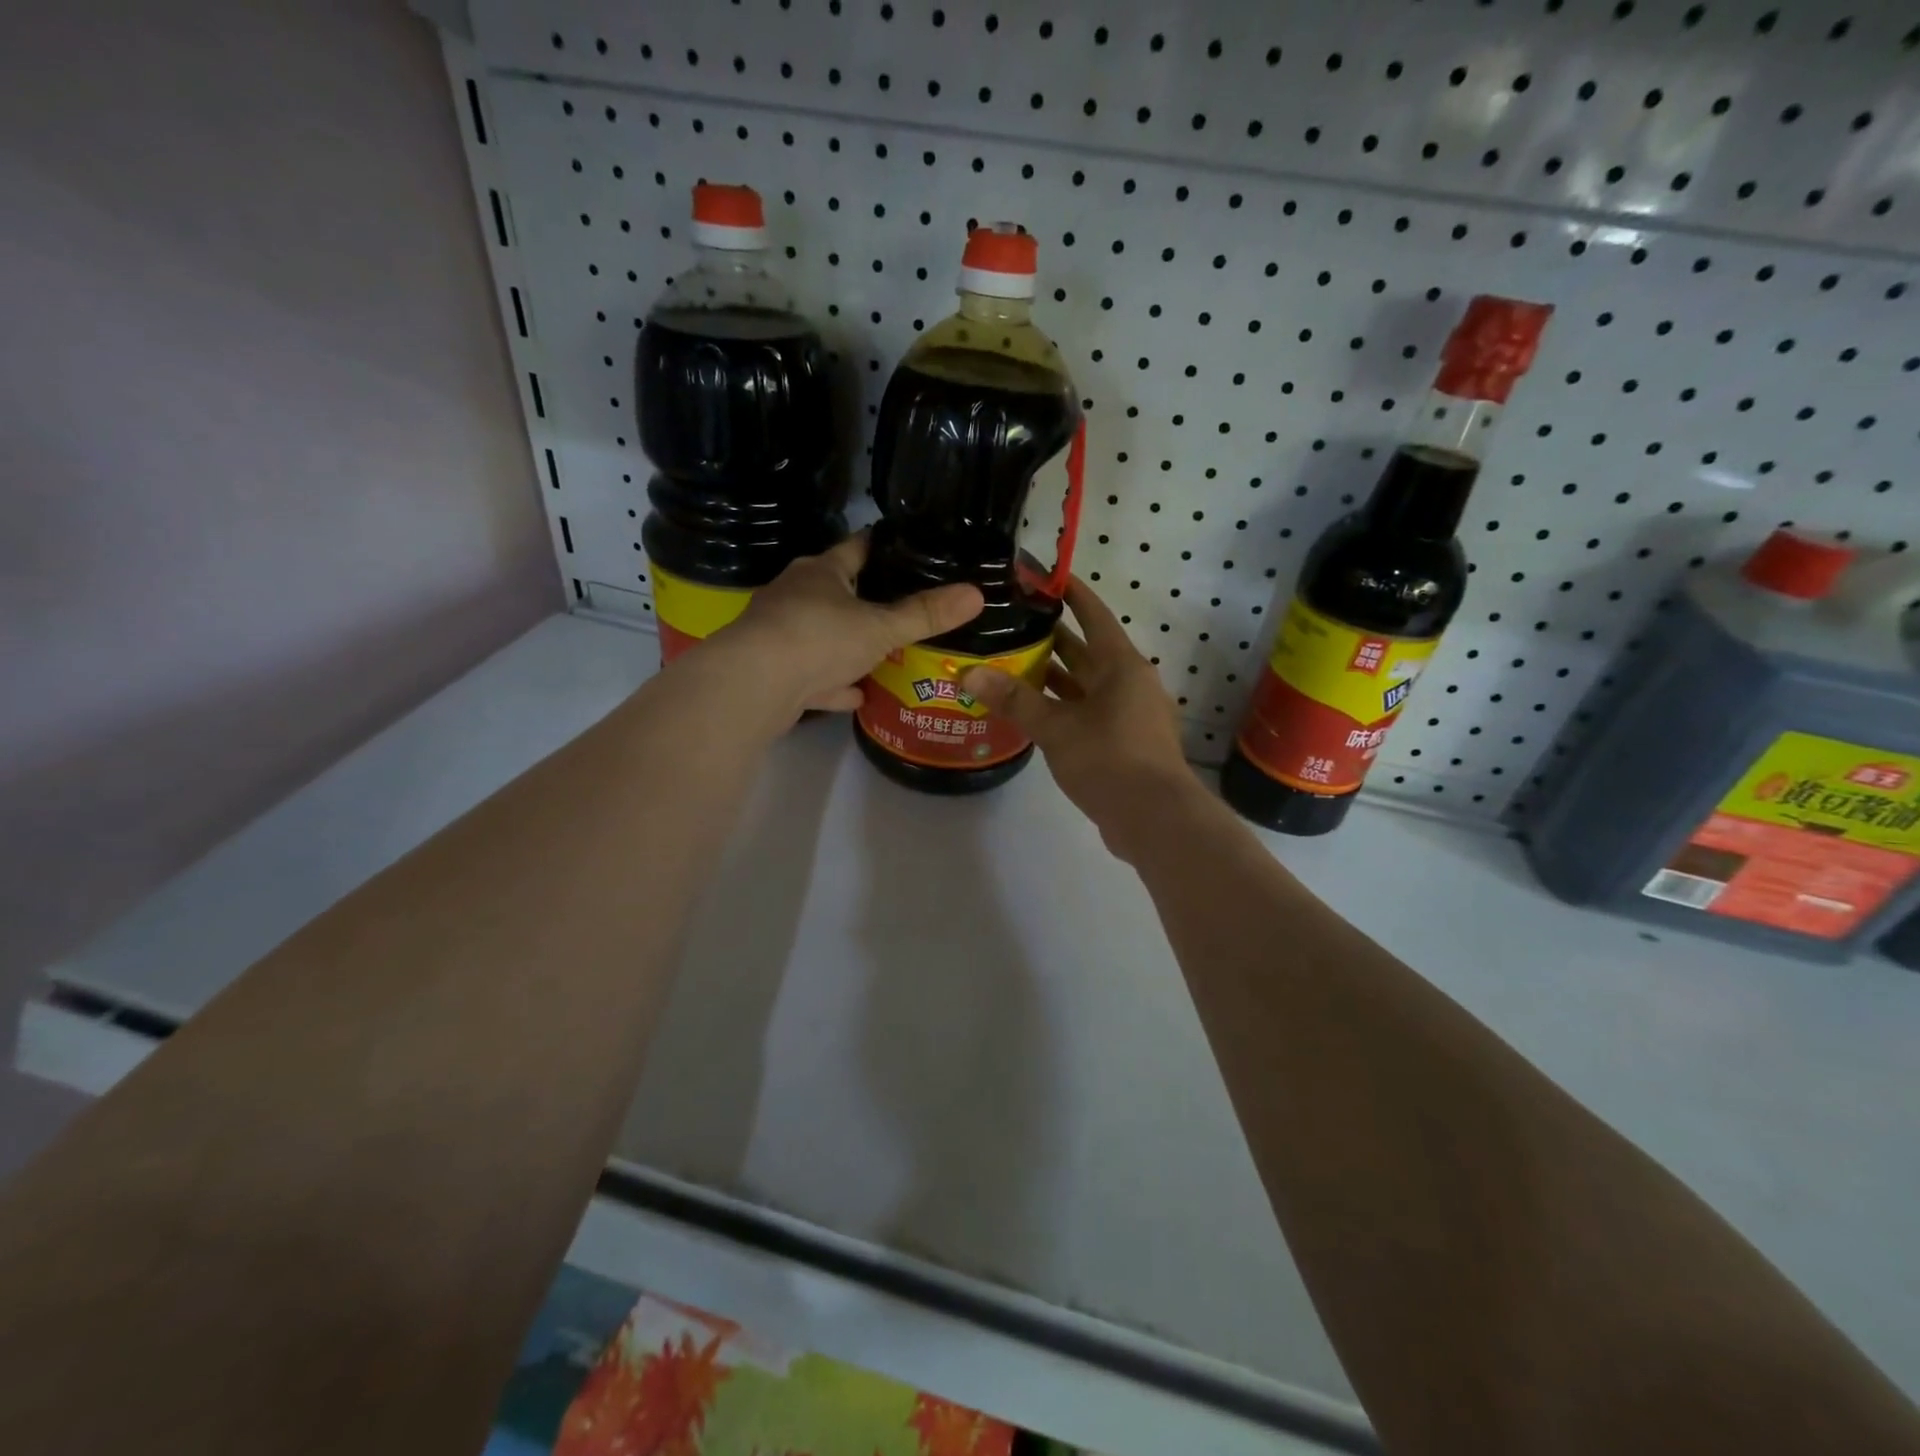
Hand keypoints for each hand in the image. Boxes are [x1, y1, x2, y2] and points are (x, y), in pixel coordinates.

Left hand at [715, 533, 983, 716]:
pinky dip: (834, 683)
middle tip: (906, 609)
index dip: (884, 547)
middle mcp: (796, 595)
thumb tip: (977, 593)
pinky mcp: (775, 671)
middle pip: (838, 591)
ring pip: (823, 635)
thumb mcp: (881, 627)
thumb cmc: (819, 638)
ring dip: (849, 645)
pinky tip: (857, 695)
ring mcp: (781, 633)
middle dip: (868, 600)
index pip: (858, 548)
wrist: (754, 686)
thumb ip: (926, 614)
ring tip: (885, 653)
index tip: (910, 549)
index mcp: (821, 572)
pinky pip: (813, 674)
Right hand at [960, 577, 1202, 855]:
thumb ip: (1014, 700)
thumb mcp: (1056, 727)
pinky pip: (1087, 713)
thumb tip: (970, 674)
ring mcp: (1128, 715)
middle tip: (1010, 622)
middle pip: (1086, 651)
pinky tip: (1031, 713)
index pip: (1094, 615)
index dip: (1071, 593)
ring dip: (1053, 676)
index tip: (1045, 576)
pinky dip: (1061, 708)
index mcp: (1121, 666)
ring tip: (1010, 664)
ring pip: (1085, 686)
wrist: (1154, 818)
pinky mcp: (1123, 743)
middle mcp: (1128, 683)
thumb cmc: (1109, 759)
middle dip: (1052, 637)